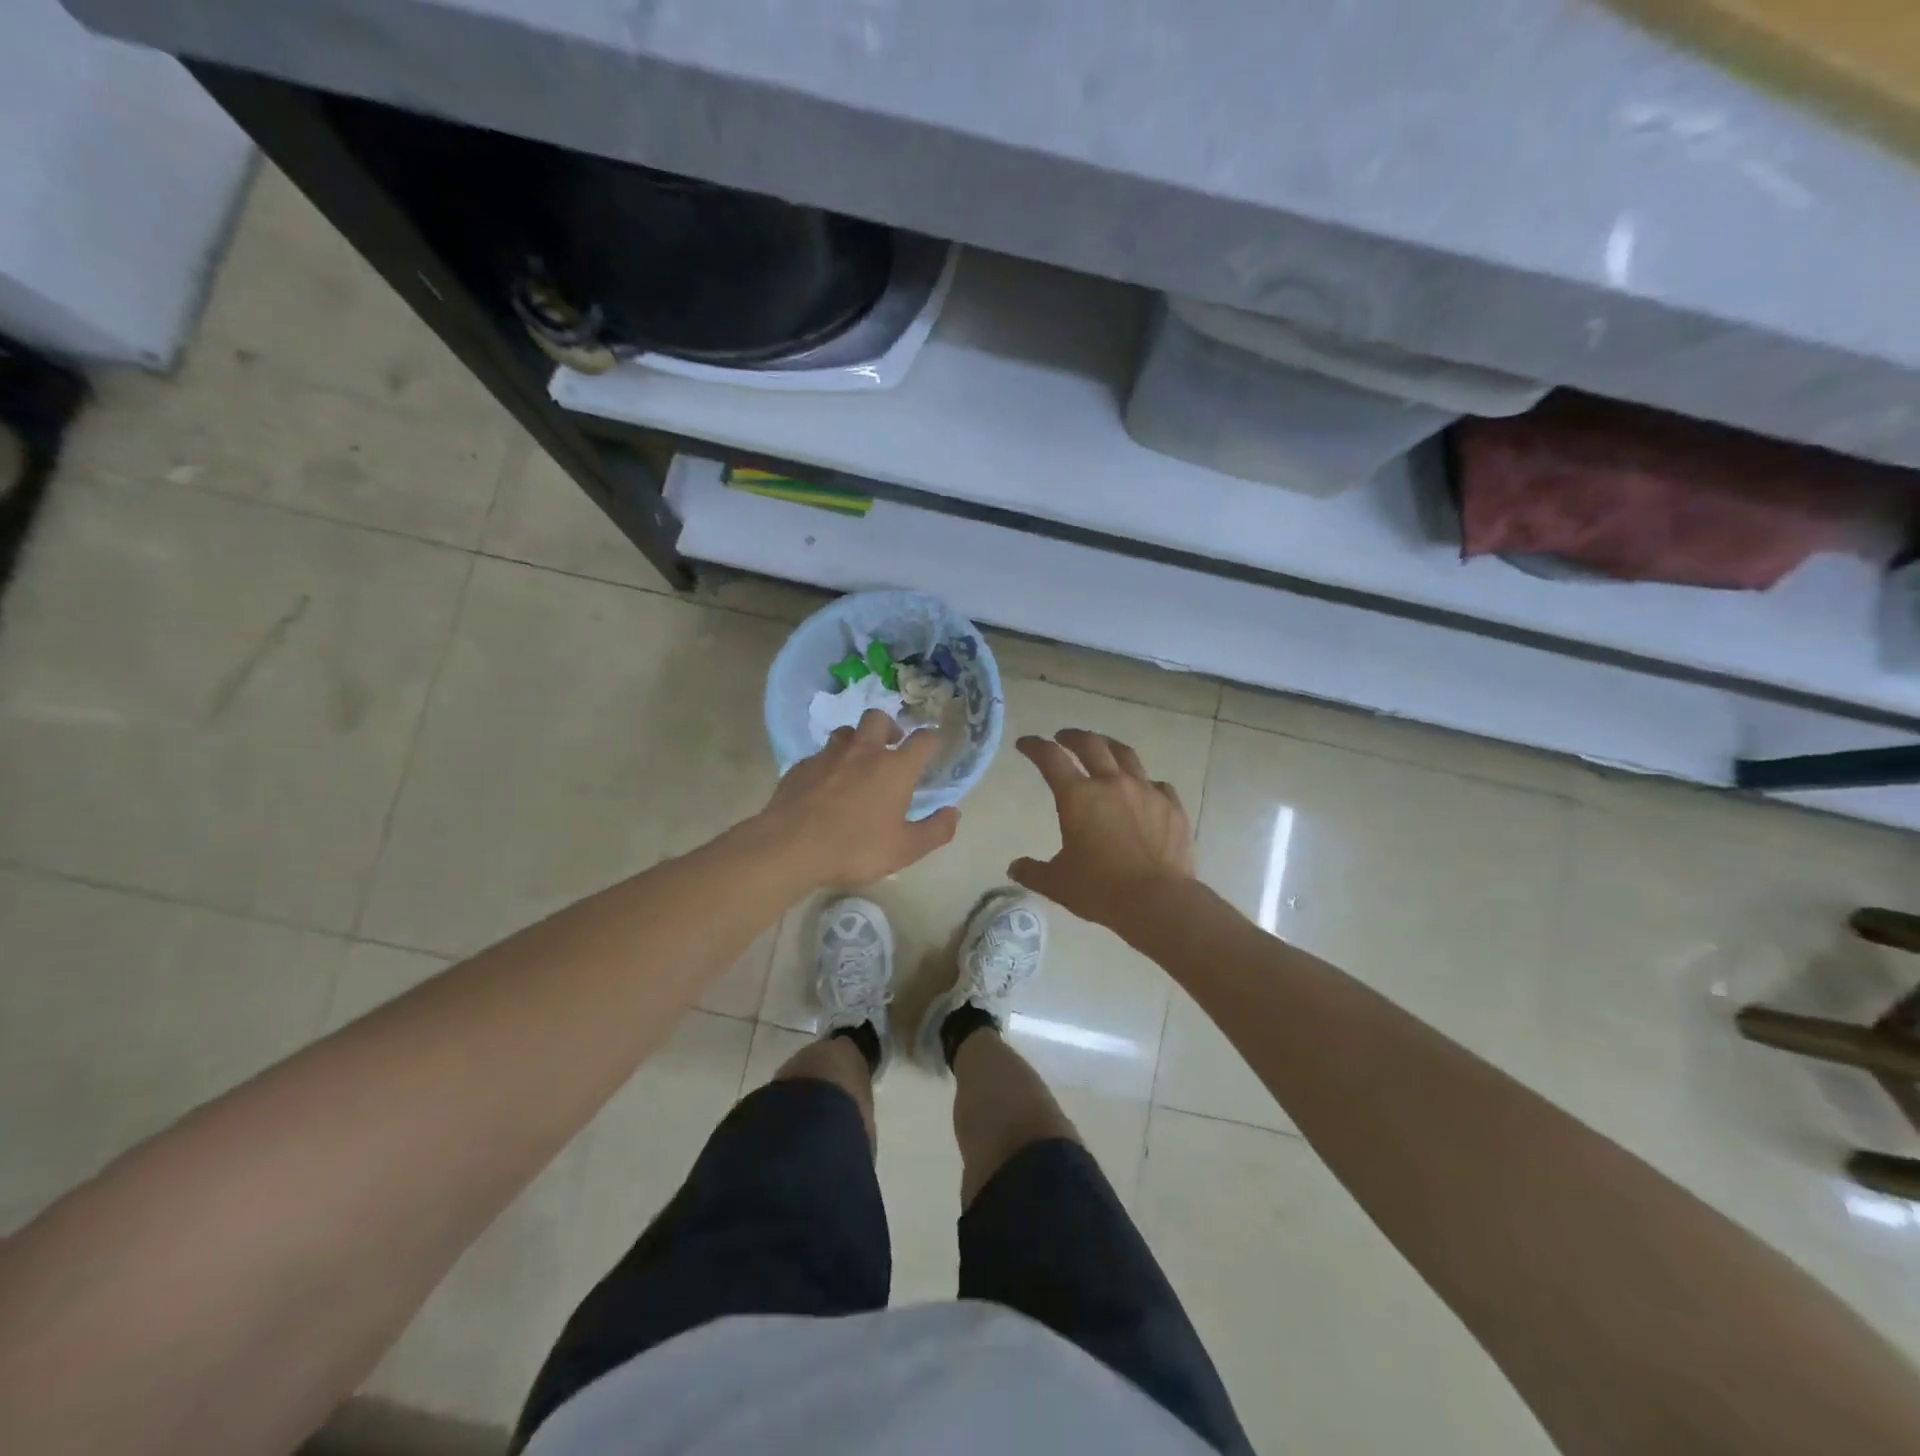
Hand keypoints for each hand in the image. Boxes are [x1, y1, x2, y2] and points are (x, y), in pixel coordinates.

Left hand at [756, 709, 960, 885]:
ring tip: (857, 764)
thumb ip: (935, 831)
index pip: (923, 740)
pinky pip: (820, 755)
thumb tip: (954, 813)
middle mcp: (864, 751)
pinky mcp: (801, 766)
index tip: (934, 746)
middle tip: (891, 748)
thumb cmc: (855, 848)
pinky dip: (829, 763)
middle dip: (889, 727)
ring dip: (857, 741)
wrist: (790, 847)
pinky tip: (825, 785)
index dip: (932, 739)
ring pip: (846, 732)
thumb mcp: (904, 849)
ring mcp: (828, 755)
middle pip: (878, 719)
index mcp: (895, 768)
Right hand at [1009, 730, 1194, 931]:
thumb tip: (1014, 867)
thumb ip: (1033, 871)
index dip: (1035, 746)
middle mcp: (1111, 784)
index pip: (1050, 758)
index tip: (1025, 743)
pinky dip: (1144, 782)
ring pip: (1125, 755)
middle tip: (1063, 737)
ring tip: (1102, 747)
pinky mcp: (1171, 806)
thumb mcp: (1057, 883)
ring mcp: (1146, 791)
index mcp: (1078, 797)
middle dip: (1072, 736)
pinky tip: (1142, 790)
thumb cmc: (1100, 890)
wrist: (1158, 901)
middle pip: (1091, 745)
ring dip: (1108, 746)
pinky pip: (1157, 784)